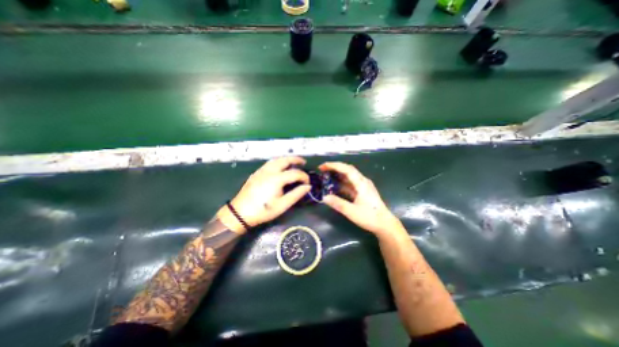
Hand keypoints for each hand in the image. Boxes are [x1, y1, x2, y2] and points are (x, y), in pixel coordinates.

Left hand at [220, 157, 312, 232]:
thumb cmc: (263, 210)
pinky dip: (278, 162)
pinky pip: (270, 163)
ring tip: (293, 162)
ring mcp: (261, 171)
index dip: (304, 176)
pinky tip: (280, 167)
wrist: (240, 213)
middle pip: (285, 160)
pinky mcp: (256, 173)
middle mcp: (269, 171)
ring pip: (276, 159)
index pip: (295, 173)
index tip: (308, 183)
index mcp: (277, 178)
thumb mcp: (282, 205)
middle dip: (295, 159)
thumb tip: (307, 186)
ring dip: (286, 159)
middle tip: (303, 162)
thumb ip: (296, 194)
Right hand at [318, 163, 401, 234]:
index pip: (347, 169)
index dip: (334, 166)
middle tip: (322, 169)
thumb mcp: (352, 212)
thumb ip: (338, 204)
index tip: (323, 166)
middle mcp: (363, 181)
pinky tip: (334, 186)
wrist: (385, 224)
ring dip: (337, 174)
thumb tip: (324, 197)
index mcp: (361, 184)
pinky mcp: (362, 191)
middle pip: (347, 170)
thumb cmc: (370, 217)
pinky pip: (350, 183)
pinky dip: (341, 182)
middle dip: (334, 168)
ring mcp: (363, 186)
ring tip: (326, 176)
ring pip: (349, 176)